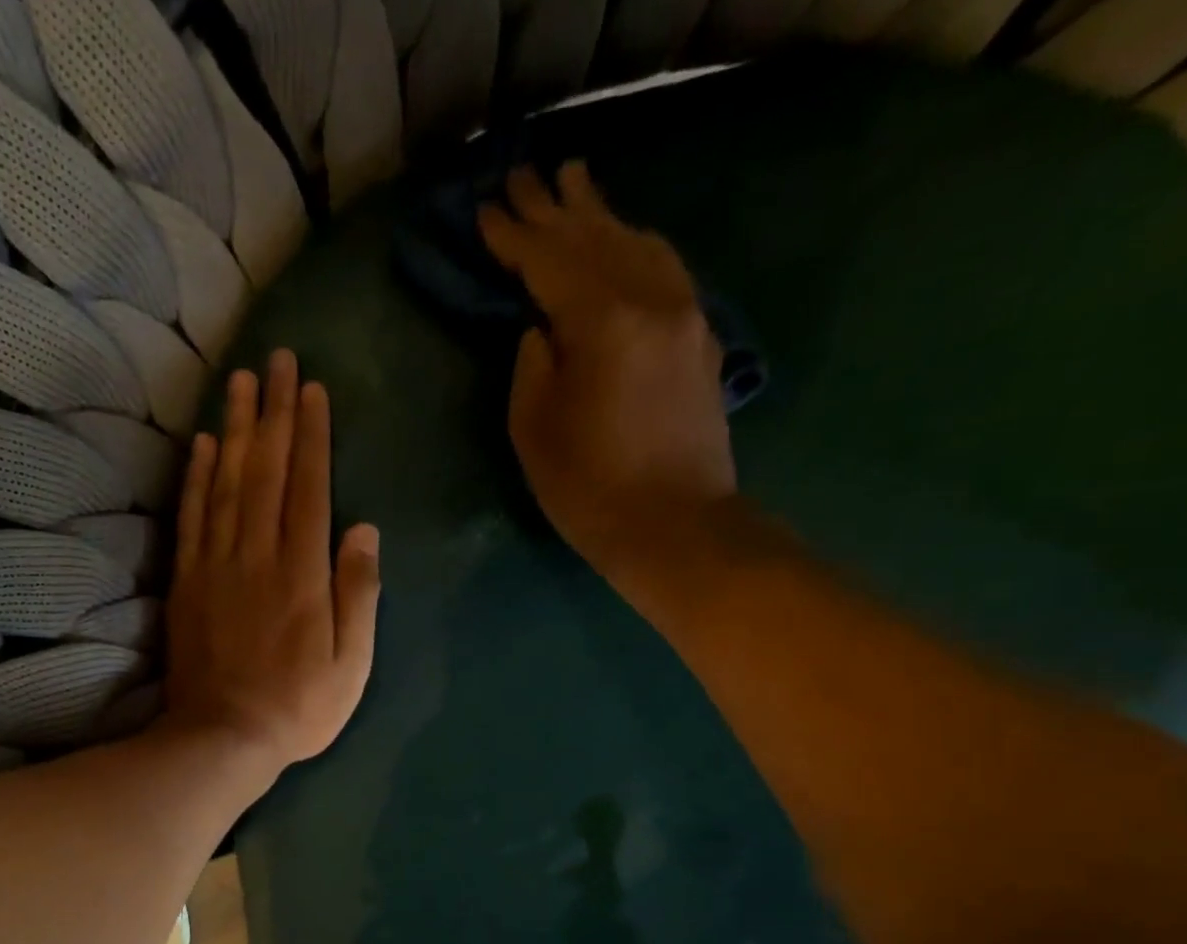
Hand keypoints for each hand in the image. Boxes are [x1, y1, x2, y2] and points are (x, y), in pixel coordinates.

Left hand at [163, 349, 380, 773]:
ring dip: (233, 429)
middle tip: (276, 360)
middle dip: (273, 412)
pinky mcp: (187, 582)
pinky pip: (191, 517)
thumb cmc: (298, 707)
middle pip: (265, 471)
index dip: (311, 436)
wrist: (223, 738)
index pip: (308, 488)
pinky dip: (196, 477)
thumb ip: (358, 593)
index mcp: (302, 574)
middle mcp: (257, 556)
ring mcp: (216, 566)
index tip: (312, 390)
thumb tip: (364, 529)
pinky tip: (200, 445)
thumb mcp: (351, 664)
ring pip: (225, 484)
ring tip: (239, 382)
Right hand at [478, 160, 735, 568]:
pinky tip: (623, 238)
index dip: (513, 235)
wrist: (674, 526)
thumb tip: (541, 327)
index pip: (549, 260)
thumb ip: (532, 364)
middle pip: (596, 237)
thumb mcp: (533, 430)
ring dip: (600, 214)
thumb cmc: (588, 488)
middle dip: (554, 207)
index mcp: (603, 321)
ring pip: (637, 242)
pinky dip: (634, 244)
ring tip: (573, 184)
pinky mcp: (700, 335)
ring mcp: (685, 312)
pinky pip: (664, 267)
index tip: (486, 207)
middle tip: (522, 174)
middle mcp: (652, 298)